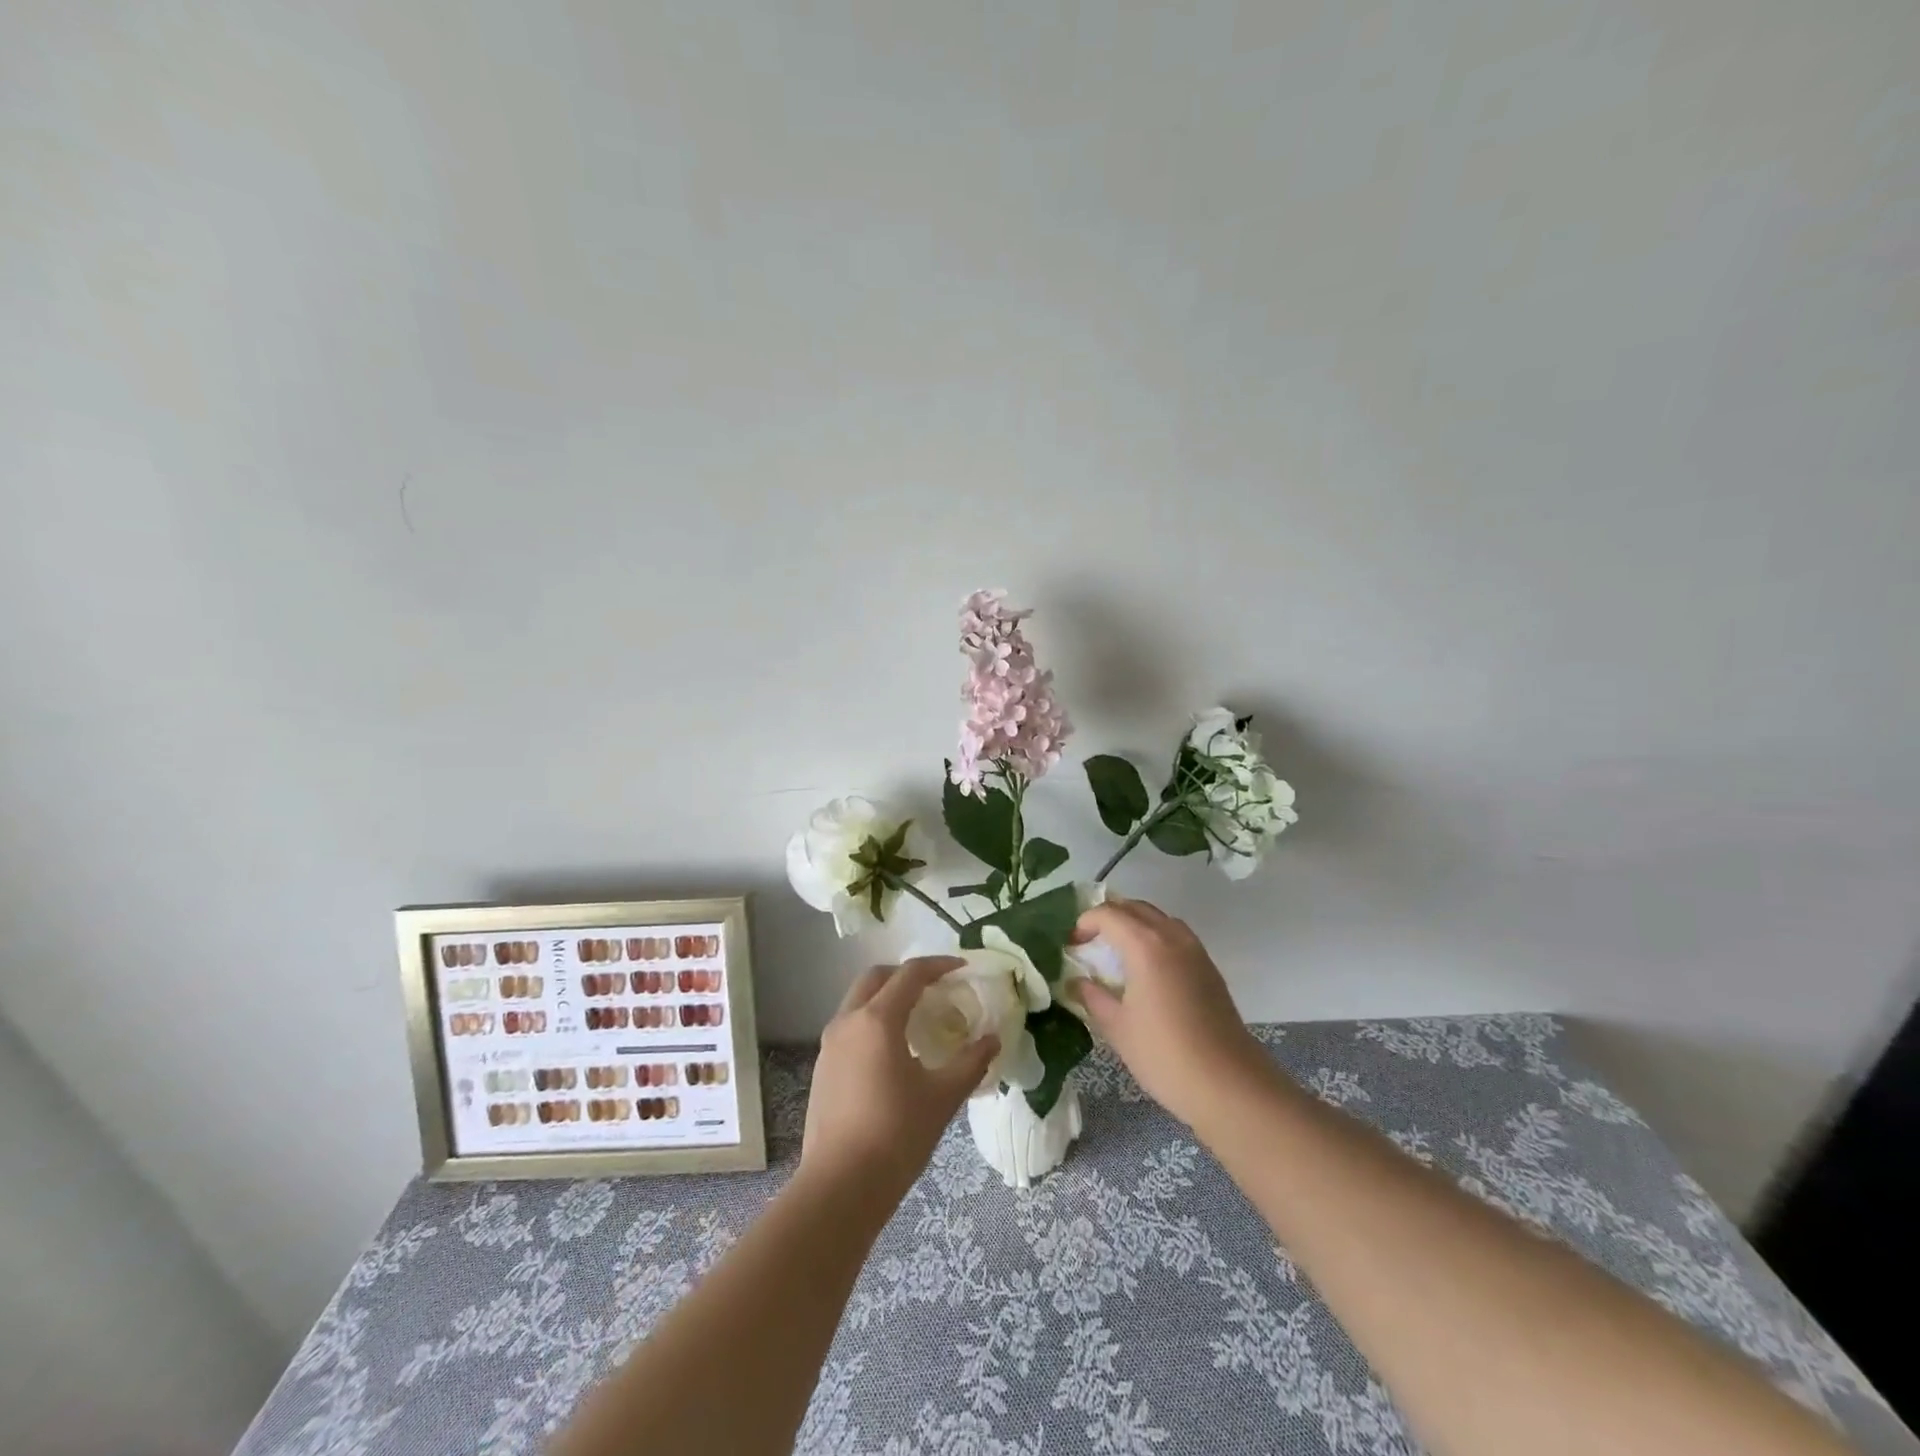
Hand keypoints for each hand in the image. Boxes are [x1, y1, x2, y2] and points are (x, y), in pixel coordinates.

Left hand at [799, 957, 999, 1208]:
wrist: (840, 1186)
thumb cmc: (896, 1134)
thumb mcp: (942, 1097)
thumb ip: (971, 1062)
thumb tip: (993, 1040)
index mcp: (878, 1020)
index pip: (910, 974)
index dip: (938, 966)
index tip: (962, 968)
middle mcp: (848, 1021)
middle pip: (876, 977)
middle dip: (905, 975)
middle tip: (935, 988)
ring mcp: (830, 1045)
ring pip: (858, 1001)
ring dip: (886, 997)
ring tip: (916, 1019)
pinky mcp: (823, 1068)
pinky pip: (850, 1027)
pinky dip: (872, 1022)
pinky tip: (893, 1052)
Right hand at [1069, 898, 1271, 1126]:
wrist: (1228, 1084)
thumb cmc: (1164, 1054)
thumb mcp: (1117, 1027)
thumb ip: (1092, 997)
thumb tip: (1076, 982)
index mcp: (1145, 944)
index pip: (1108, 914)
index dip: (1085, 923)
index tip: (1071, 945)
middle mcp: (1172, 936)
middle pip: (1135, 908)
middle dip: (1108, 917)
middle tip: (1089, 942)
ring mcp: (1195, 950)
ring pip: (1158, 918)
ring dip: (1133, 924)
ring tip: (1116, 952)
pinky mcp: (1209, 967)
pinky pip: (1175, 936)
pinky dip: (1154, 937)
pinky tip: (1146, 970)